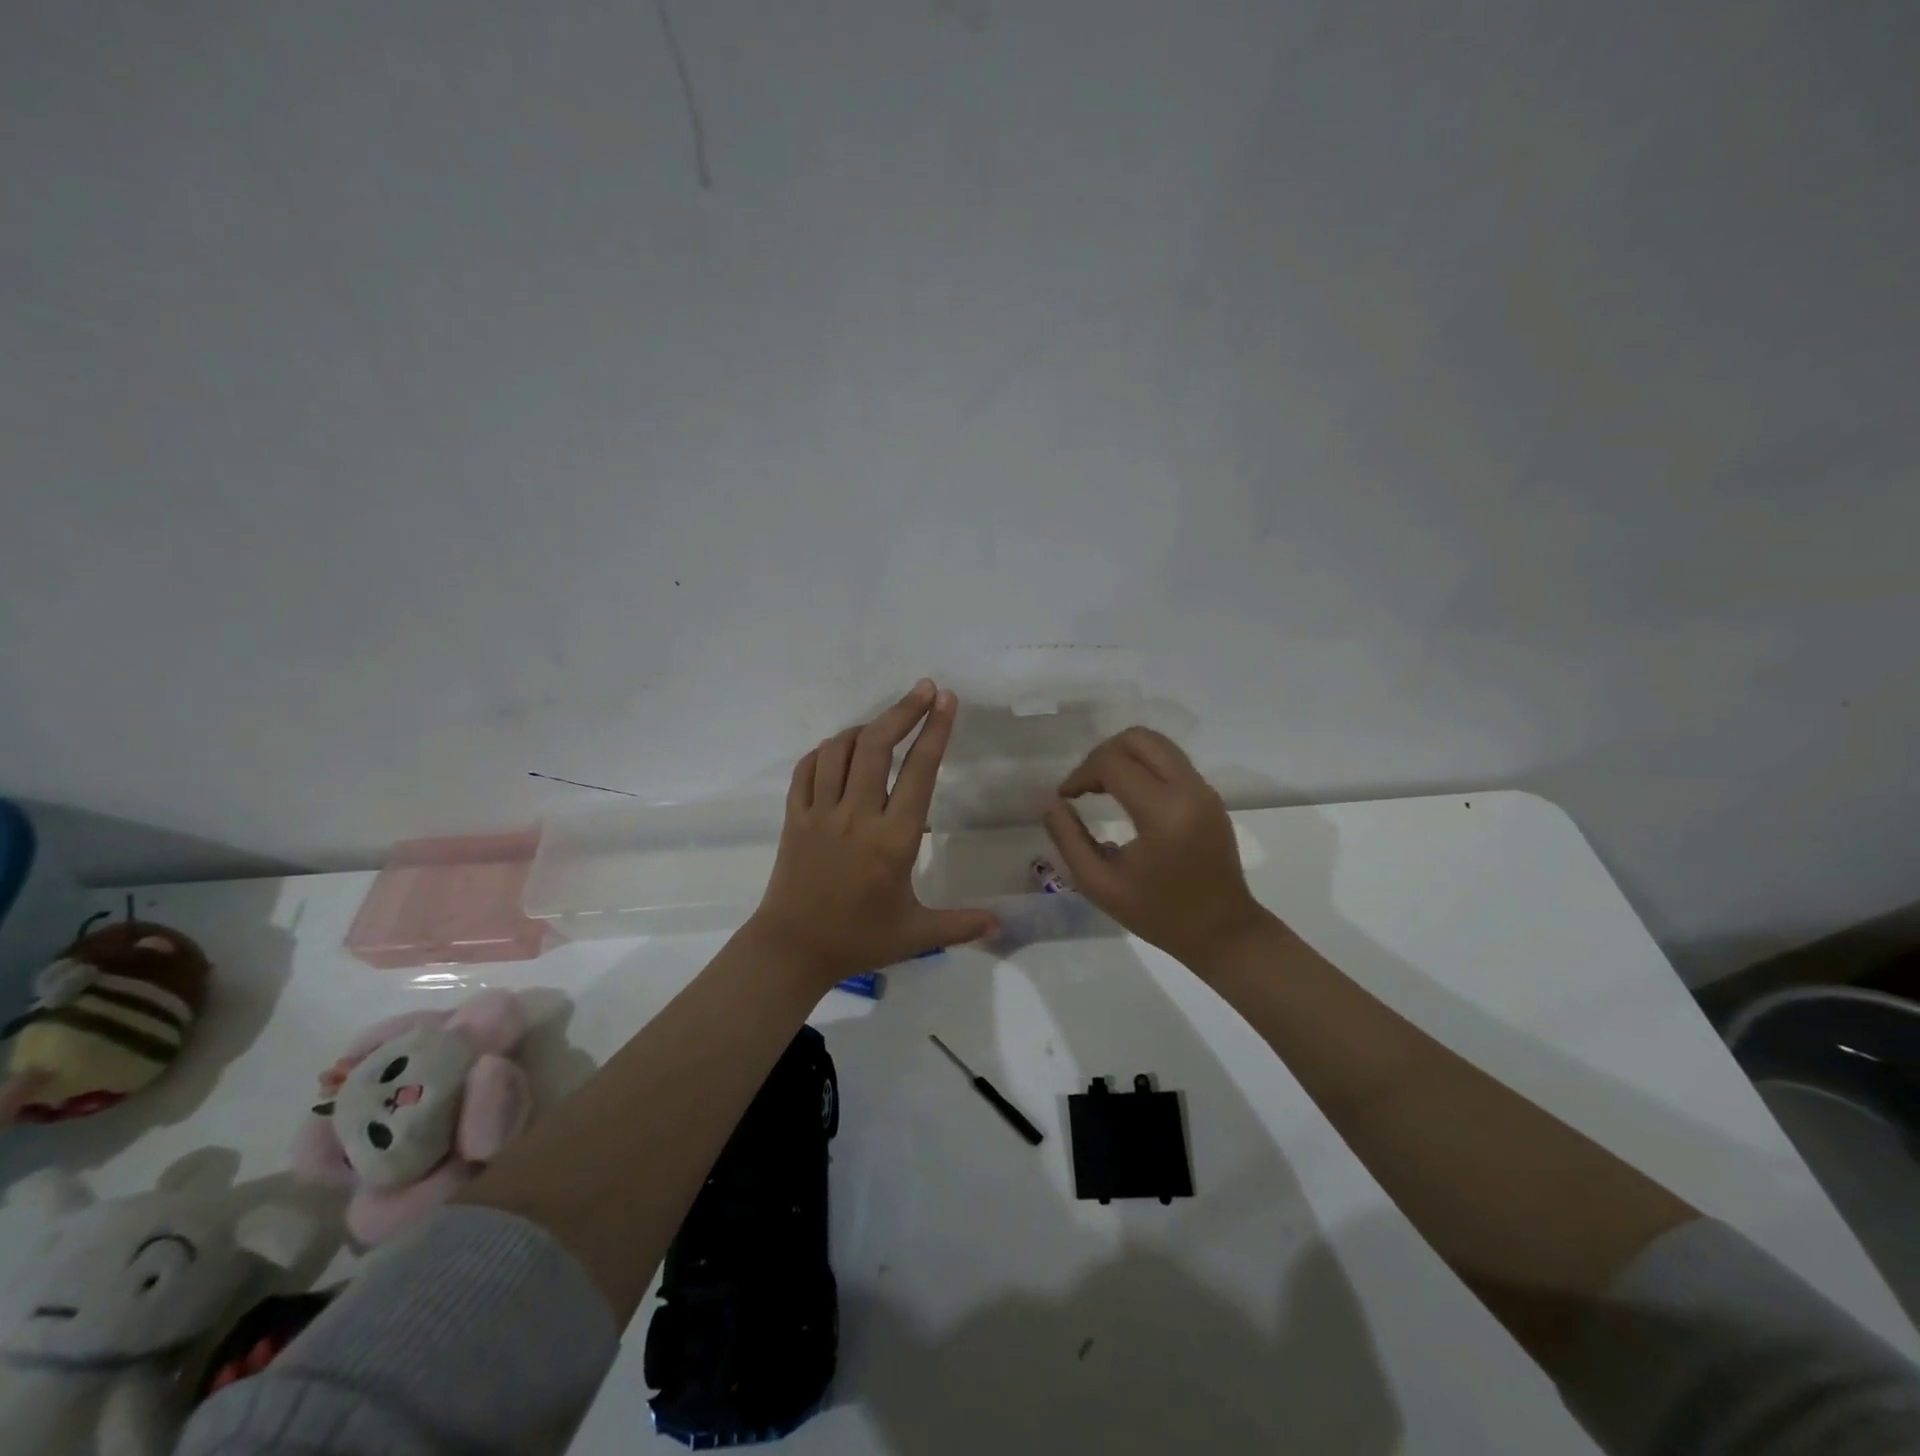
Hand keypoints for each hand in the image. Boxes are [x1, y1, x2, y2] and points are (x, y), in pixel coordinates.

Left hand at [748, 680, 998, 984]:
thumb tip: (1002, 924)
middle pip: (878, 746)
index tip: (946, 700)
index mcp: (893, 839)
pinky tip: (840, 753)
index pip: (919, 772)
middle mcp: (857, 816)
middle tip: (924, 689)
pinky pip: (806, 769)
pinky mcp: (794, 817)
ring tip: (884, 726)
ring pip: (839, 750)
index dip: (935, 731)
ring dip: (864, 729)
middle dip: (903, 711)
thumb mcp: (916, 934)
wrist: (792, 950)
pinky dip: (825, 752)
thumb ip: (962, 924)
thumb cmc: (858, 940)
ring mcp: (820, 813)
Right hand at [1042, 727, 1272, 972]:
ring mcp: (1204, 789)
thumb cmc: (1158, 914)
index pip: (1112, 764)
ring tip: (1102, 788)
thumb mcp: (1099, 884)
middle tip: (1084, 786)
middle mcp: (1188, 790)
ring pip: (1157, 744)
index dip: (1080, 774)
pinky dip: (1143, 766)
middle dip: (1102, 754)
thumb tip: (1049, 801)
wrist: (1223, 932)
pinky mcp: (1210, 795)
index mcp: (1162, 813)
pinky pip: (1171, 761)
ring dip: (1123, 756)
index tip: (1065, 797)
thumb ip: (1068, 839)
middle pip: (1138, 738)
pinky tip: (1128, 797)